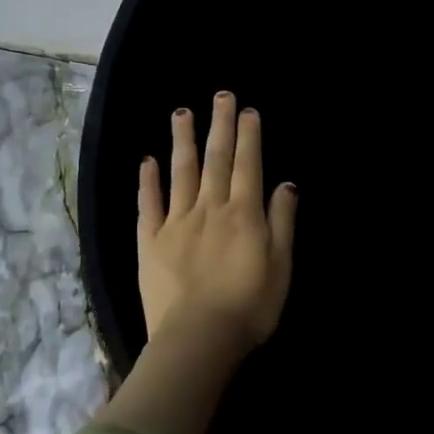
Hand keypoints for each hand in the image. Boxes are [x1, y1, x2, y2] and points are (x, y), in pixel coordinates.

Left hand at [138, 91, 296, 356]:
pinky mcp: (151, 241)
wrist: (198, 338)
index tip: (247, 111)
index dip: (249, 136)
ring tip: (182, 112)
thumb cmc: (249, 306)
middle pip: (216, 159)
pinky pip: (149, 204)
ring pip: (180, 172)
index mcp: (243, 213)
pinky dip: (148, 181)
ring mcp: (176, 222)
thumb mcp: (281, 265)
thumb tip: (285, 184)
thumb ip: (282, 221)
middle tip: (220, 95)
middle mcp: (209, 208)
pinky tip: (148, 160)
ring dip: (183, 140)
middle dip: (220, 125)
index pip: (248, 165)